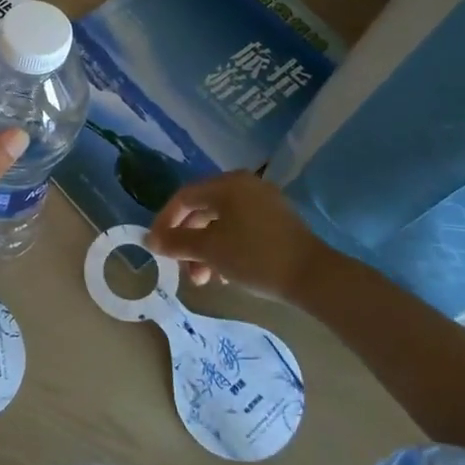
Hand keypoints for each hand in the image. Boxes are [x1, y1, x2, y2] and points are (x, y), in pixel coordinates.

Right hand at [147, 171, 320, 301]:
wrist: (314, 277)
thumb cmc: (255, 256)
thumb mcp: (209, 250)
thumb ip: (176, 242)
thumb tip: (150, 240)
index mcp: (227, 184)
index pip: (183, 197)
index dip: (165, 222)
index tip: (156, 247)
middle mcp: (244, 185)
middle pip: (202, 210)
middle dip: (187, 242)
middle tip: (182, 269)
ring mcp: (263, 202)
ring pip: (221, 223)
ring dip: (205, 250)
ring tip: (204, 280)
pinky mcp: (276, 222)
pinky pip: (239, 228)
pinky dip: (225, 248)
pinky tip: (225, 275)